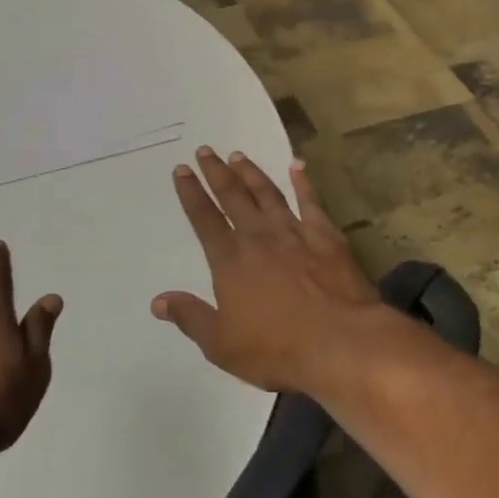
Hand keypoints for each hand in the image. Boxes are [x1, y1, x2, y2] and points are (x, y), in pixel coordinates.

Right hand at [154, 147, 389, 393]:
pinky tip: (297, 165)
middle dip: (216, 172)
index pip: (204, 219)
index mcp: (230, 260)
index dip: (191, 193)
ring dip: (251, 173)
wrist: (339, 340)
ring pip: (267, 193)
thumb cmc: (276, 348)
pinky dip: (303, 182)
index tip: (182, 170)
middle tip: (206, 150)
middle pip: (233, 196)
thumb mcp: (221, 344)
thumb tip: (159, 300)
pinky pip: (311, 201)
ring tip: (238, 156)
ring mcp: (295, 232)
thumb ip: (191, 318)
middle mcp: (259, 237)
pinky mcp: (326, 235)